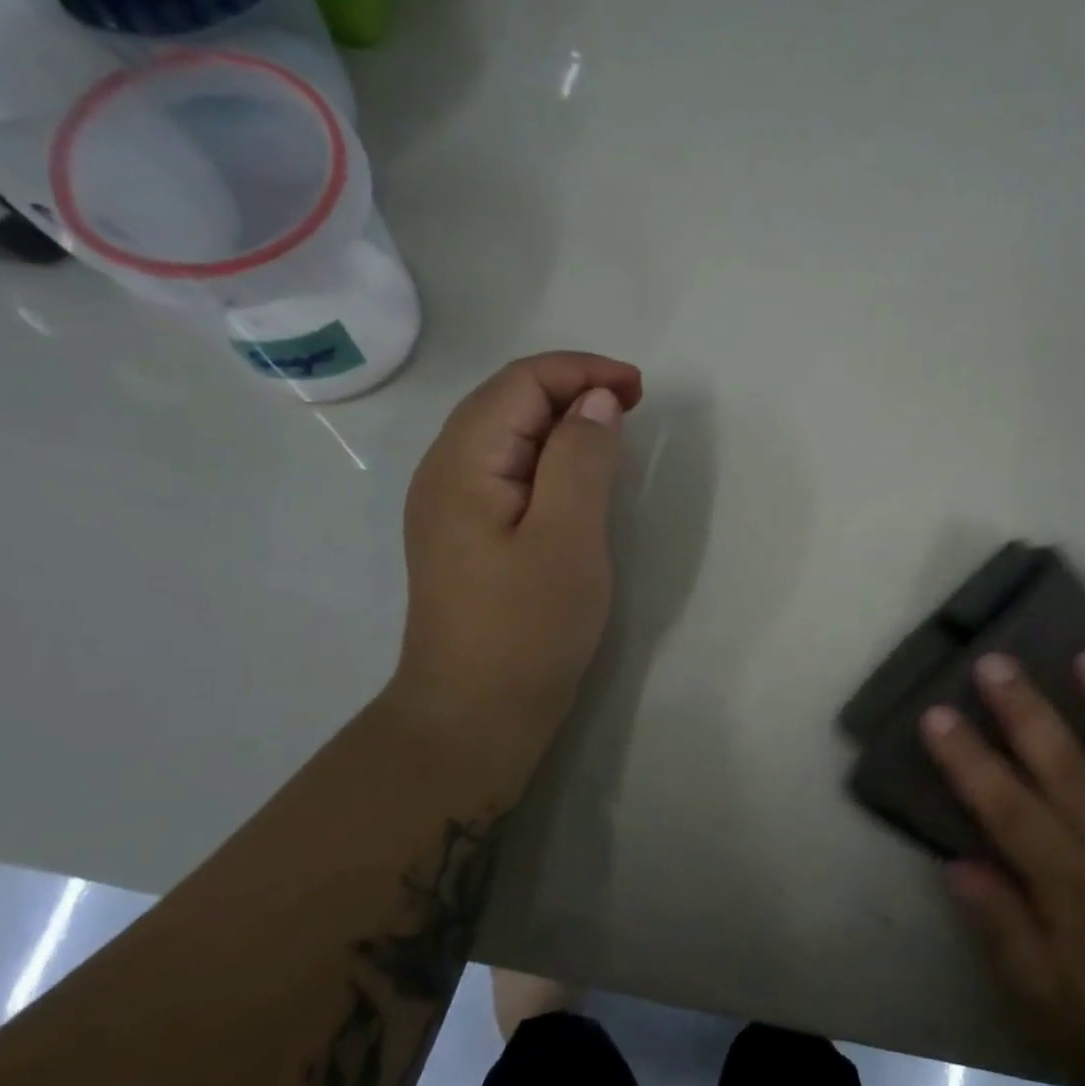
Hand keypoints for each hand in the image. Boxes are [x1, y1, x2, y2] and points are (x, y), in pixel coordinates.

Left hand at [386, 352, 643, 757]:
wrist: (474, 714)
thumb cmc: (526, 629)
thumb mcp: (567, 538)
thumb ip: (581, 459)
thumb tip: (596, 400)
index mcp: (462, 463)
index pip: (520, 383)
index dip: (581, 371)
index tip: (639, 390)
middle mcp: (445, 472)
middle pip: (507, 399)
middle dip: (571, 386)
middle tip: (632, 404)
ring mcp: (450, 505)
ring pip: (506, 433)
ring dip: (560, 418)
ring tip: (612, 431)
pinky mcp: (466, 533)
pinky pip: (506, 468)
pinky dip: (548, 454)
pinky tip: (575, 476)